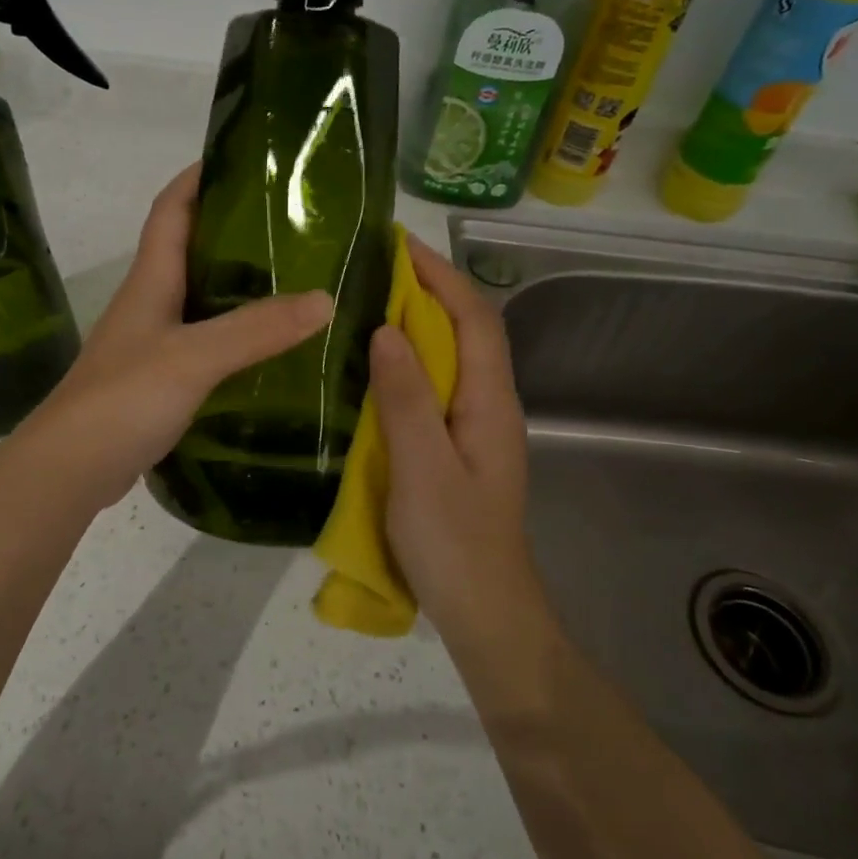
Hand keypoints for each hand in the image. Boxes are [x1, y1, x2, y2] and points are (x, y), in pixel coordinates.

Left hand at [25, 165, 330, 508]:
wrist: (71, 468)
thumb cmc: (123, 398)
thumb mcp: (193, 357)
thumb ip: (255, 329)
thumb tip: (325, 298)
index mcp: (151, 280)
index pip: (171, 209)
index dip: (199, 176)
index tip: (245, 160)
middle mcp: (151, 303)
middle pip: (191, 250)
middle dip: (236, 230)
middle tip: (295, 226)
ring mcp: (154, 343)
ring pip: (202, 299)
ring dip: (241, 287)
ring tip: (297, 281)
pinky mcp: (161, 380)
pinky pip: (206, 343)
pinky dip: (237, 337)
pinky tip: (271, 349)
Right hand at [366, 234, 539, 644]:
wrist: (484, 612)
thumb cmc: (455, 543)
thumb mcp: (423, 469)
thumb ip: (406, 399)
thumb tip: (386, 329)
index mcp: (490, 402)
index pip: (474, 318)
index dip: (440, 276)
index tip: (396, 246)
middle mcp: (489, 405)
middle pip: (467, 330)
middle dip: (428, 290)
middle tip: (372, 269)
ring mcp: (475, 428)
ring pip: (451, 358)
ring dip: (418, 323)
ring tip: (368, 303)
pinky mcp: (456, 448)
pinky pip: (435, 387)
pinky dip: (410, 362)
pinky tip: (375, 368)